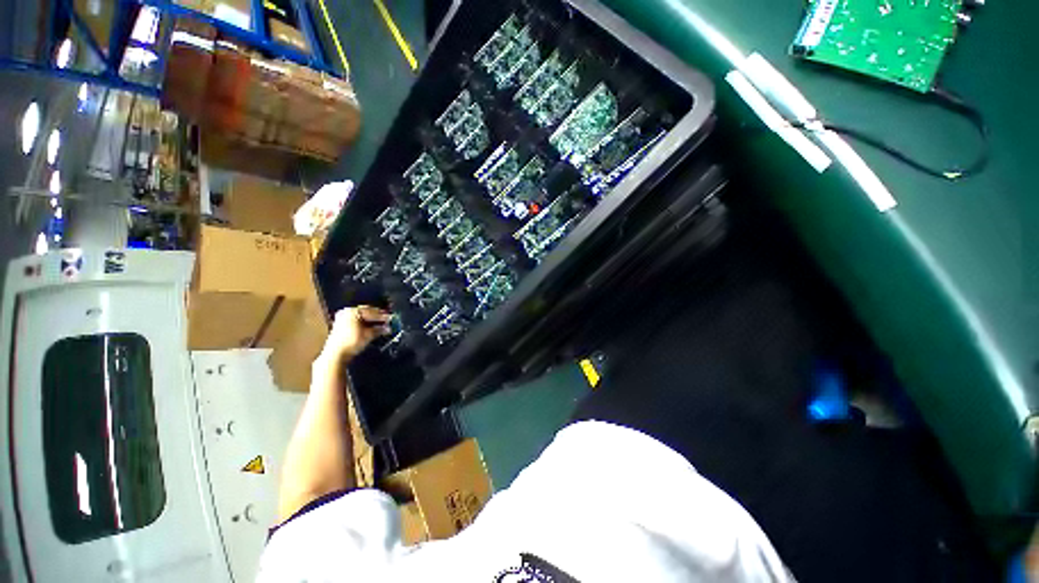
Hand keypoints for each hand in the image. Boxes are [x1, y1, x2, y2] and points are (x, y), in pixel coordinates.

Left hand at [322, 306, 390, 362]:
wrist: (336, 354)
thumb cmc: (352, 341)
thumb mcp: (368, 335)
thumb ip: (379, 329)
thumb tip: (389, 328)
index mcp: (353, 311)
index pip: (372, 311)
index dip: (382, 316)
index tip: (391, 319)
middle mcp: (346, 312)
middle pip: (366, 313)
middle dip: (377, 318)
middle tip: (387, 321)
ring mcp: (342, 319)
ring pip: (361, 318)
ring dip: (371, 322)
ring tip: (381, 326)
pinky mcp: (340, 326)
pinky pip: (356, 322)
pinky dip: (364, 325)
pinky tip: (371, 329)